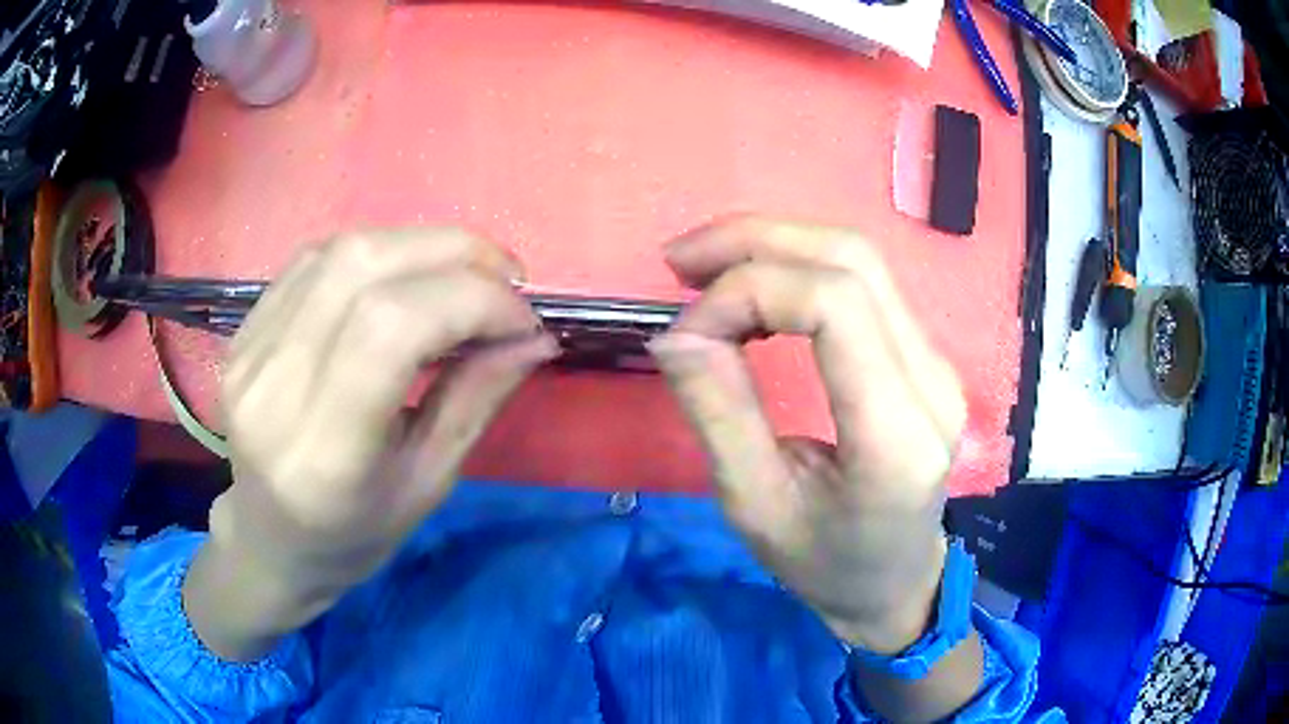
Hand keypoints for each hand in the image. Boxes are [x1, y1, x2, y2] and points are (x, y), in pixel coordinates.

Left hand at [184, 228, 557, 660]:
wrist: (269, 537)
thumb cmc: (353, 534)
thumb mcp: (428, 485)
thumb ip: (477, 399)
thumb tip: (534, 335)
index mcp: (326, 450)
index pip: (393, 326)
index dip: (472, 300)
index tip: (523, 320)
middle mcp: (275, 385)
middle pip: (363, 266)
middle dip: (455, 253)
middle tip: (506, 280)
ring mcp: (249, 350)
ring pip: (339, 250)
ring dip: (418, 245)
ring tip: (462, 275)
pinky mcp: (242, 331)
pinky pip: (313, 261)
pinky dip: (376, 253)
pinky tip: (402, 278)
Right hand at [649, 217, 967, 653]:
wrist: (897, 584)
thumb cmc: (826, 565)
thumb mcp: (755, 507)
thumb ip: (718, 412)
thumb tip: (674, 333)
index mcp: (896, 437)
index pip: (834, 304)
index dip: (748, 291)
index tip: (686, 332)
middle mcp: (932, 381)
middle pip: (851, 258)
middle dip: (755, 240)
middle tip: (680, 261)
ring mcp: (937, 361)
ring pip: (859, 257)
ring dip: (775, 244)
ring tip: (705, 269)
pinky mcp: (924, 355)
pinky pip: (863, 283)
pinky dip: (797, 266)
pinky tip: (752, 289)